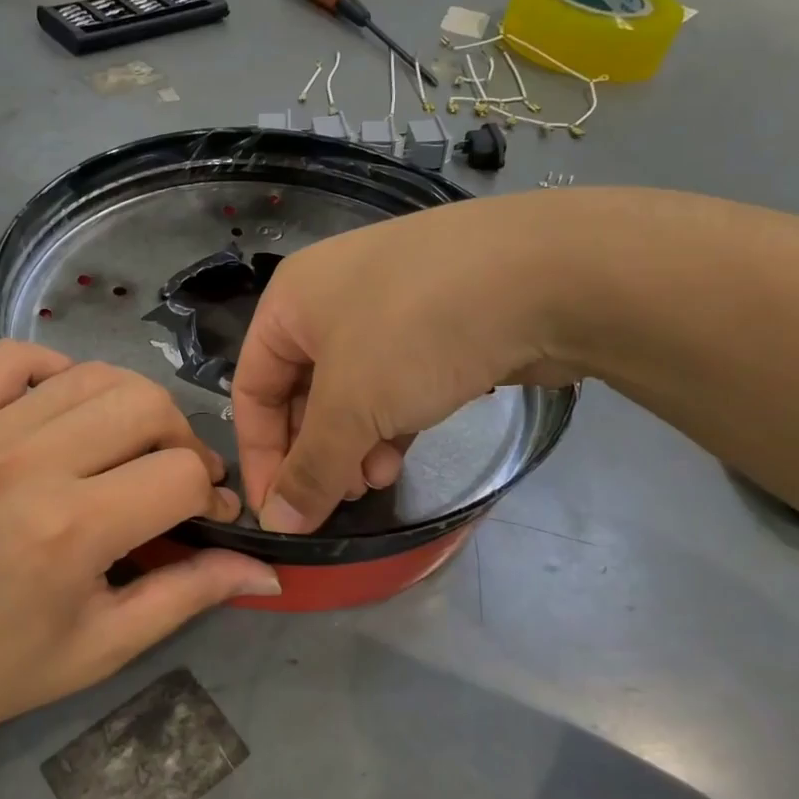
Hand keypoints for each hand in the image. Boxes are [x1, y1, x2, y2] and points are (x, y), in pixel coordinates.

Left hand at [0, 341, 278, 761]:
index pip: (181, 475)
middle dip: (181, 439)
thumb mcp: (100, 648)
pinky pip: (15, 357)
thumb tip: (266, 572)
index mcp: (71, 531)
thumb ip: (187, 596)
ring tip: (127, 448)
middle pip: (146, 404)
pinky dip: (57, 369)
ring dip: (131, 406)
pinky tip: (64, 411)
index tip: (210, 518)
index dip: (213, 495)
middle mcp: (29, 464)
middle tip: (173, 480)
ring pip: (93, 373)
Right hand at [232, 195, 583, 532]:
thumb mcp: (351, 406)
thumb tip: (277, 524)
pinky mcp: (437, 326)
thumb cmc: (417, 331)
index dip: (259, 455)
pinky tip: (401, 456)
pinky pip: (394, 383)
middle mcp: (332, 299)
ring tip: (374, 482)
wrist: (547, 274)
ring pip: (351, 393)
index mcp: (291, 301)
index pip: (251, 388)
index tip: (277, 512)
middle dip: (315, 452)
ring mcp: (389, 309)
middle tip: (335, 498)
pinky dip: (390, 423)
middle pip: (302, 392)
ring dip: (354, 445)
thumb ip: (310, 470)